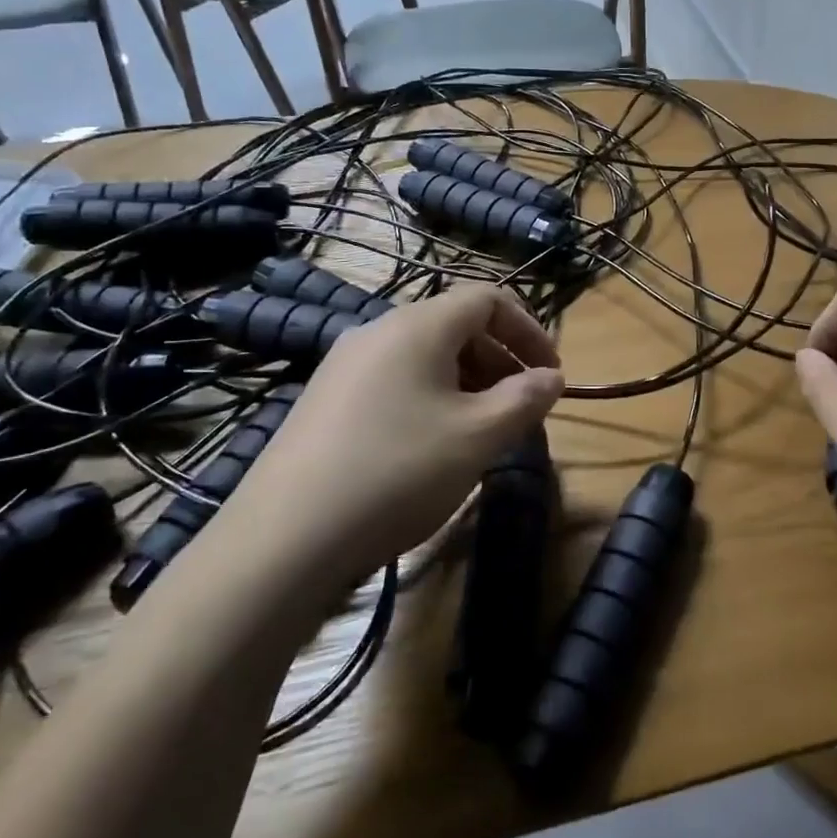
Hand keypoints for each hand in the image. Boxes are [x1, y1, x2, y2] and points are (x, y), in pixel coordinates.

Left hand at [230, 285, 564, 574]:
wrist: (285, 538)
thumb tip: (551, 378)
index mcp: (418, 326)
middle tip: (521, 408)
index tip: (551, 375)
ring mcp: (344, 366)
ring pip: (424, 357)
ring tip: (482, 432)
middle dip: (500, 361)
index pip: (488, 299)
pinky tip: (431, 448)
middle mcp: (378, 331)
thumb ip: (525, 399)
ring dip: (468, 383)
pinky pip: (394, 382)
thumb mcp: (479, 436)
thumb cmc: (399, 471)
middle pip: (456, 326)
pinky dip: (430, 400)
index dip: (529, 330)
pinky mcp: (325, 402)